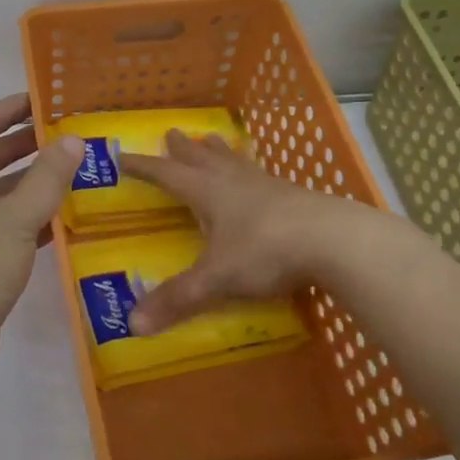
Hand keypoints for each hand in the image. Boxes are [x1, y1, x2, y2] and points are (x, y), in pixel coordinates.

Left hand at [0, 94, 82, 374]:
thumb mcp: (16, 218)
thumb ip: (47, 177)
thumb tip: (73, 140)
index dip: (5, 111)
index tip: (38, 101)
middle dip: (20, 146)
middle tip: (60, 137)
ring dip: (25, 184)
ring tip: (66, 175)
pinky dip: (25, 220)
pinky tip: (57, 223)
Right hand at [118, 129, 354, 334]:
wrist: (336, 240)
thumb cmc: (267, 251)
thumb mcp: (217, 278)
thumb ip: (178, 299)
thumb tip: (133, 324)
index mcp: (209, 192)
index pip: (167, 174)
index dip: (144, 167)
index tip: (123, 156)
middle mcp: (234, 181)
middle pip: (202, 158)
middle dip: (183, 149)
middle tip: (172, 134)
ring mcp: (267, 185)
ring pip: (234, 161)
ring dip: (218, 151)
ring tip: (211, 140)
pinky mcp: (294, 195)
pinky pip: (262, 175)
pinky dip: (249, 170)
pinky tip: (258, 178)